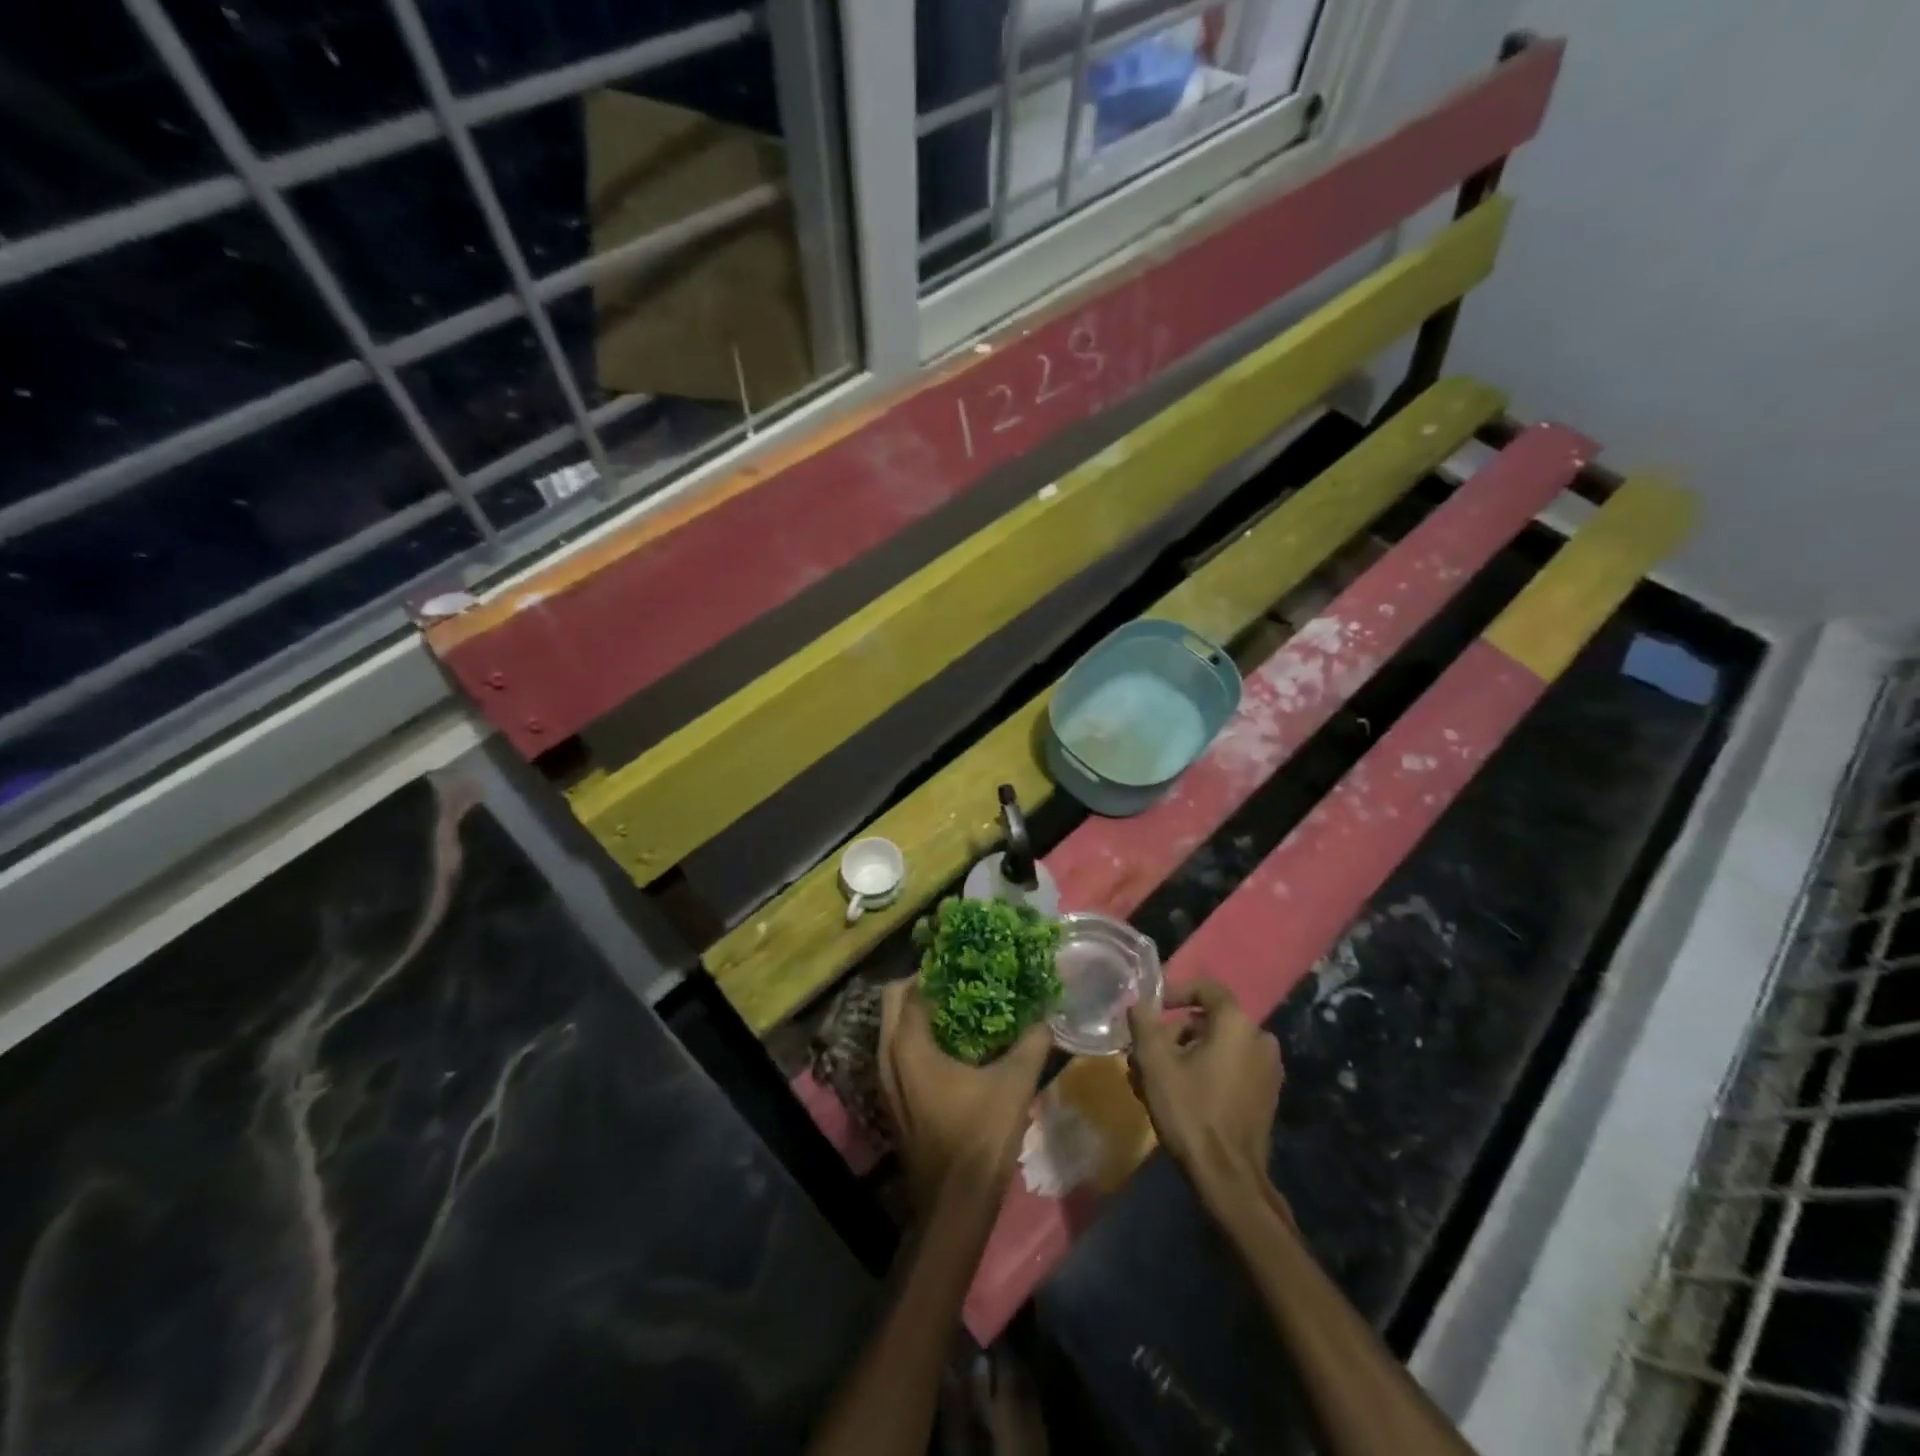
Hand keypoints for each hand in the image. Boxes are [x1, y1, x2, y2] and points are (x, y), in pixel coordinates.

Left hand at [879, 981, 1050, 1212]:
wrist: (954, 1206)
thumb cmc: (979, 1138)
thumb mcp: (1014, 1084)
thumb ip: (1032, 1043)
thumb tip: (1046, 1015)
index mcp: (908, 1045)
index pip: (912, 988)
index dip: (936, 969)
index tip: (965, 960)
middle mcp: (888, 1056)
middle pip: (895, 1002)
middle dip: (923, 985)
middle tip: (960, 980)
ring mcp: (886, 1081)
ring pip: (893, 1028)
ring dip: (919, 1012)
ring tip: (960, 1008)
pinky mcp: (893, 1100)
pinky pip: (898, 1052)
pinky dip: (917, 1038)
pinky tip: (954, 1046)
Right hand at [1126, 979, 1282, 1198]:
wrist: (1229, 1178)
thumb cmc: (1190, 1110)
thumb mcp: (1155, 1063)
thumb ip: (1143, 1023)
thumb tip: (1137, 1001)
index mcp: (1236, 1023)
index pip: (1206, 988)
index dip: (1175, 992)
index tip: (1152, 1011)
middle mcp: (1259, 1038)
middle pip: (1208, 1021)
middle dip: (1174, 1034)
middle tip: (1145, 1054)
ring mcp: (1268, 1069)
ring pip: (1218, 1046)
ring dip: (1186, 1055)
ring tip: (1155, 1080)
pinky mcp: (1267, 1095)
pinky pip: (1231, 1068)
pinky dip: (1206, 1072)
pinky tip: (1180, 1095)